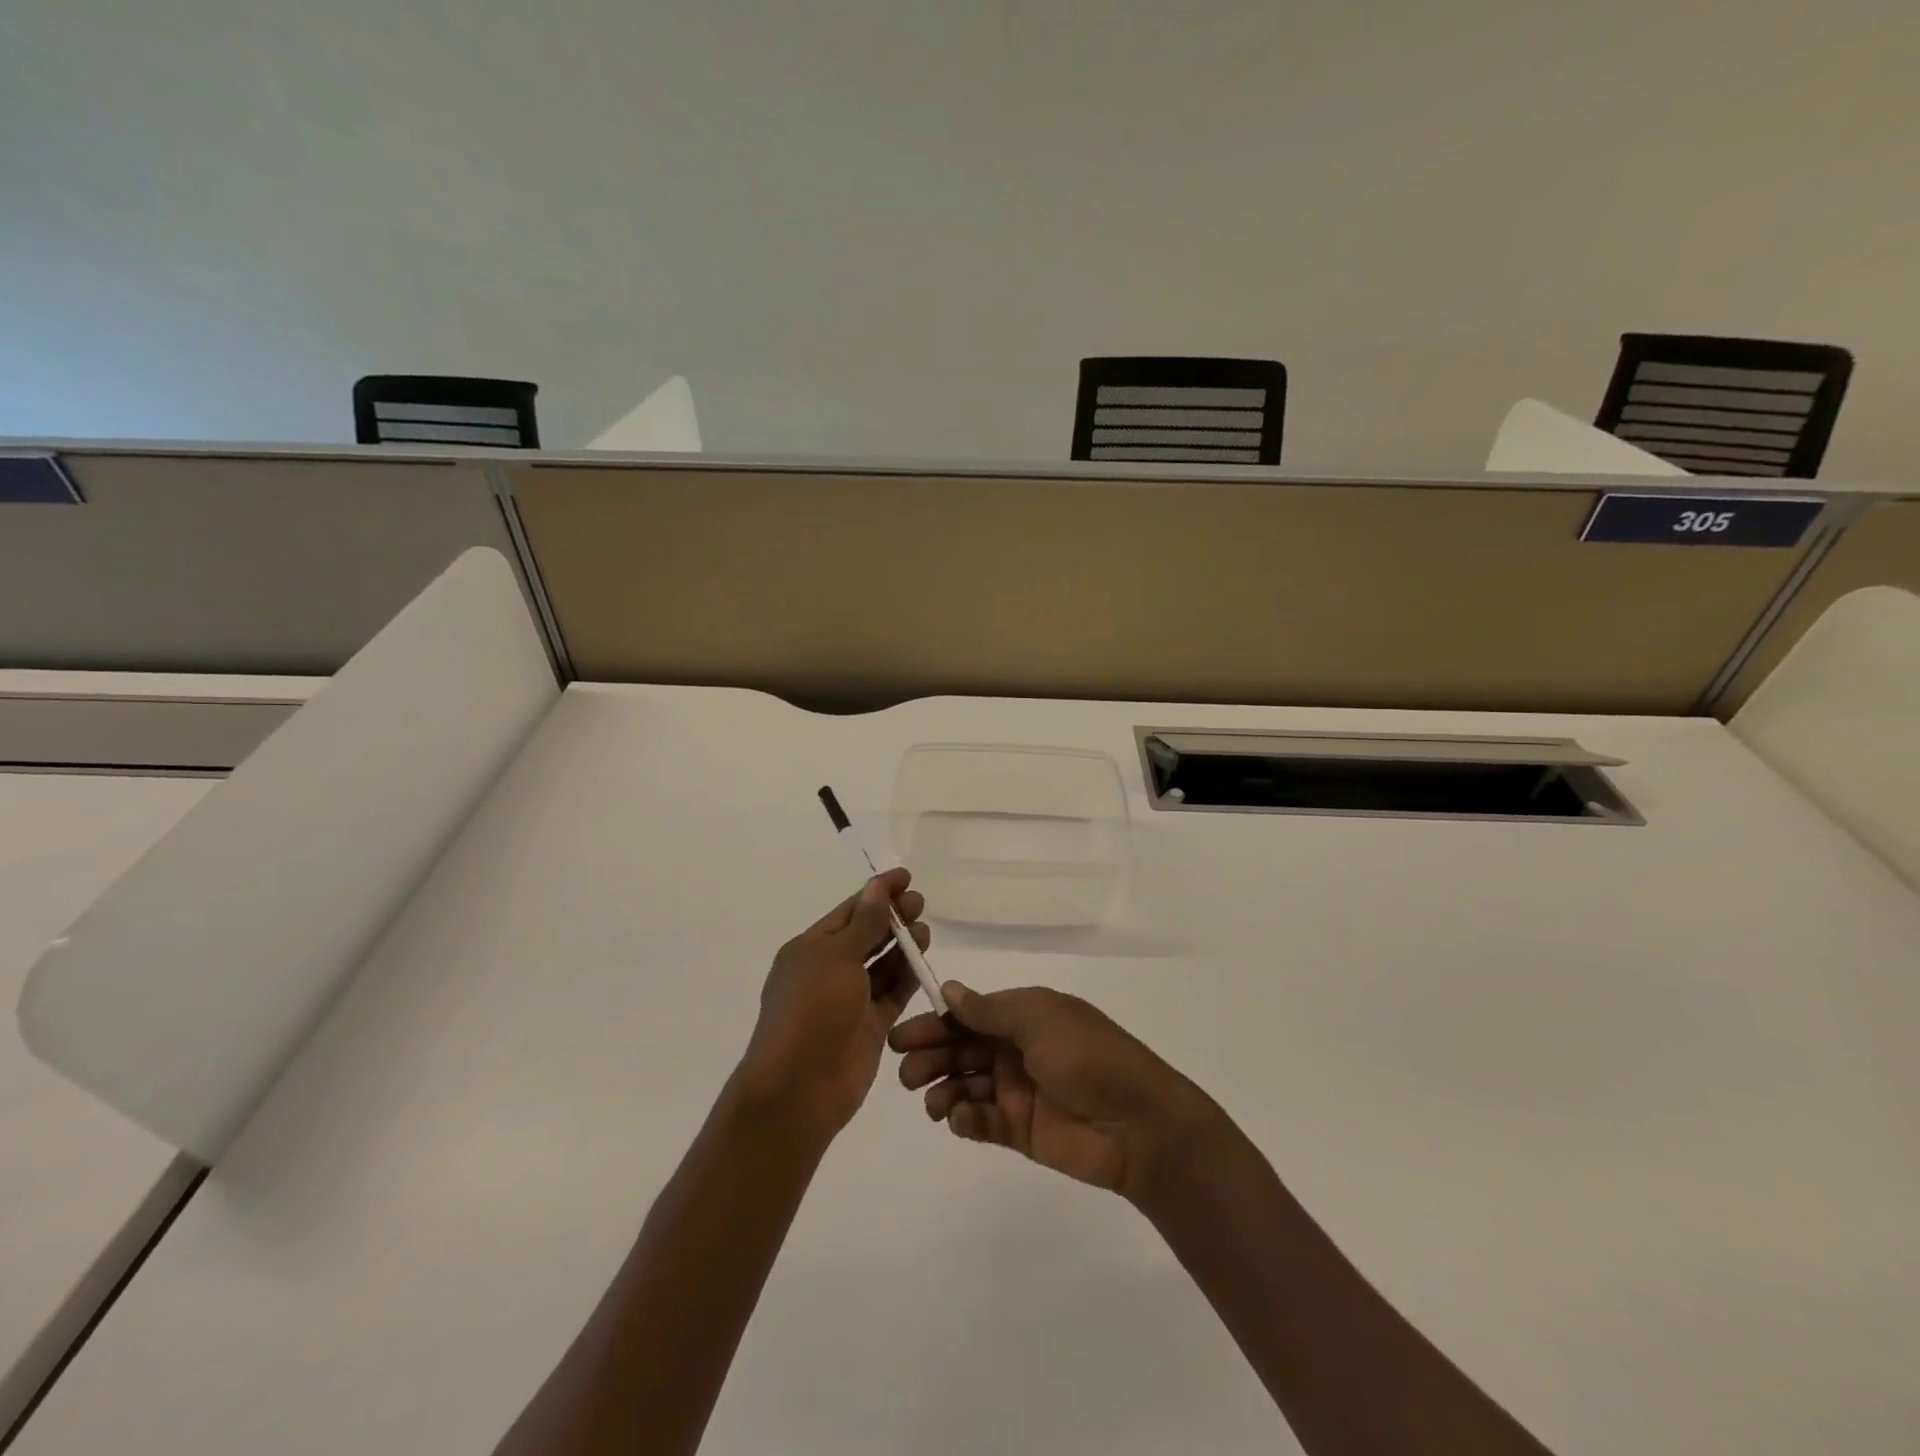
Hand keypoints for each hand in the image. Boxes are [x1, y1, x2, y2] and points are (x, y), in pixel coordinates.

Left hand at [734, 869, 930, 1140]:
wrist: (798, 1089)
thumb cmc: (812, 1011)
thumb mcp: (837, 957)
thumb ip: (864, 923)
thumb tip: (878, 886)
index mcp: (810, 949)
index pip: (849, 911)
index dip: (877, 892)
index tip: (906, 877)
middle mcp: (828, 971)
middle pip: (866, 935)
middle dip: (892, 917)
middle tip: (920, 903)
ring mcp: (849, 1001)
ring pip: (881, 964)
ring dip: (902, 945)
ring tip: (925, 930)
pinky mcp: (869, 1027)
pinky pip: (892, 994)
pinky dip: (907, 976)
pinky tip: (925, 960)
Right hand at [890, 982, 1220, 1203]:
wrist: (1138, 1125)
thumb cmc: (1088, 1057)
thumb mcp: (1040, 1019)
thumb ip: (990, 1010)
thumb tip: (948, 990)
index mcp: (1024, 1016)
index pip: (969, 1014)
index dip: (935, 1022)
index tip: (902, 1035)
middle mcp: (1017, 1050)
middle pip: (962, 1049)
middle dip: (931, 1056)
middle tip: (906, 1072)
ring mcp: (1018, 1091)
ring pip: (966, 1085)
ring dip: (943, 1090)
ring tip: (933, 1102)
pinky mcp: (1020, 1131)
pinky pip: (982, 1121)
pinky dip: (965, 1119)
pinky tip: (959, 1119)